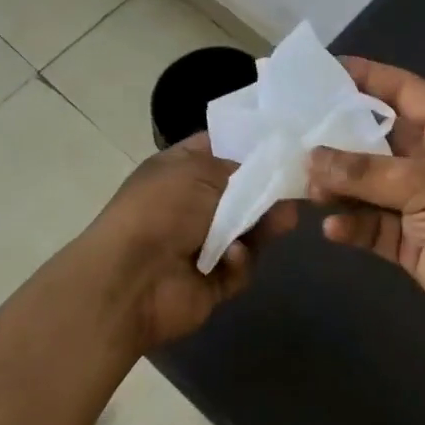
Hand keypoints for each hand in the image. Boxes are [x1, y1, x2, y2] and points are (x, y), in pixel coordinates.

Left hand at [80, 134, 294, 352]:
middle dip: (266, 191)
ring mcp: (200, 243)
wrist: (130, 280)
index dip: (248, 145)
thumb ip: (241, 170)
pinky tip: (232, 257)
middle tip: (294, 190)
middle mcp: (189, 203)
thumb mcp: (201, 171)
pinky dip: (239, 261)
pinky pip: (239, 265)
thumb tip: (265, 176)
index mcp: (178, 169)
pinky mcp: (211, 280)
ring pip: (247, 229)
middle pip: (240, 191)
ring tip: (283, 223)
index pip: (218, 147)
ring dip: (262, 226)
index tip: (283, 144)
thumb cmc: (162, 210)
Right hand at [307, 58, 424, 387]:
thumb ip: (367, 172)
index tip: (323, 70)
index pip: (403, 90)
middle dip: (339, 136)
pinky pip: (372, 225)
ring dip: (340, 185)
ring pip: (369, 184)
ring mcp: (421, 205)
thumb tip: (311, 157)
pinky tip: (332, 229)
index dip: (367, 76)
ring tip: (306, 185)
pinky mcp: (412, 243)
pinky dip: (352, 225)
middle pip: (378, 138)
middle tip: (294, 131)